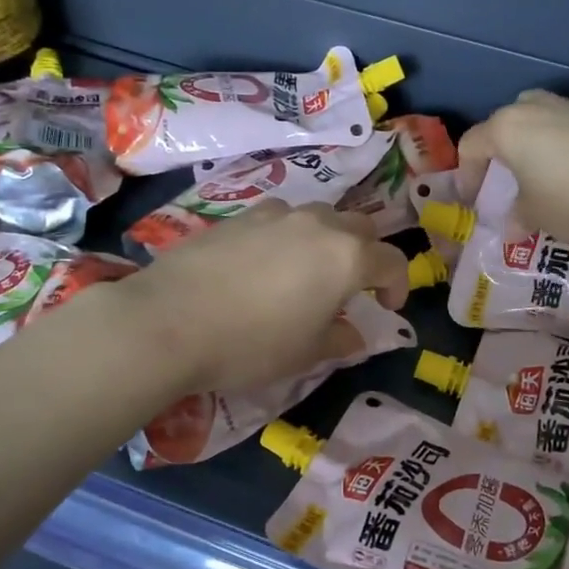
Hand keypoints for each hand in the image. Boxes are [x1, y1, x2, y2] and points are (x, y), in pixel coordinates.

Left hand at [105, 203, 410, 392]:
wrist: (169, 321)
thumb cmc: (251, 344)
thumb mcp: (305, 354)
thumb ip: (340, 340)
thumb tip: (355, 336)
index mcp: (346, 256)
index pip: (392, 261)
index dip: (398, 286)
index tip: (386, 309)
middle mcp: (317, 224)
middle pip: (360, 228)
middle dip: (366, 254)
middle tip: (352, 288)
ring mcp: (275, 214)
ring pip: (319, 216)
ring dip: (327, 239)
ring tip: (307, 272)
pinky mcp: (239, 215)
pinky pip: (279, 218)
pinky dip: (288, 235)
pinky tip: (265, 263)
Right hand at [459, 90, 568, 242]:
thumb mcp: (536, 217)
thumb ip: (517, 219)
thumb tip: (511, 230)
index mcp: (506, 128)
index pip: (471, 146)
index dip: (466, 176)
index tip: (474, 202)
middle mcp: (534, 107)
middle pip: (503, 125)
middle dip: (499, 154)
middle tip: (505, 183)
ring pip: (538, 122)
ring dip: (532, 147)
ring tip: (540, 178)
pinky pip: (567, 129)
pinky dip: (561, 148)